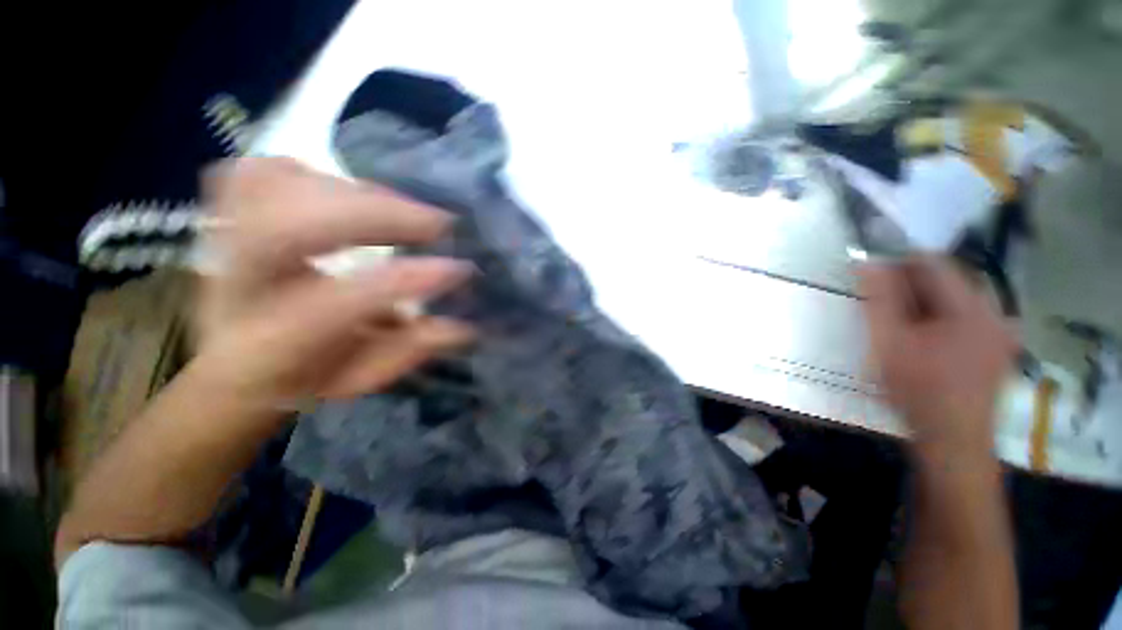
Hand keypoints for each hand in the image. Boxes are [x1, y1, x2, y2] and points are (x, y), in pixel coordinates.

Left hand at [194, 158, 474, 406]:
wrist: (237, 363)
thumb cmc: (304, 377)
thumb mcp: (361, 378)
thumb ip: (408, 351)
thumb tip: (462, 326)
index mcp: (275, 343)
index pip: (338, 303)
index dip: (403, 280)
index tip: (459, 270)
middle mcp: (240, 286)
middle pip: (288, 227)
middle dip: (376, 216)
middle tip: (438, 223)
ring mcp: (225, 240)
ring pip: (272, 187)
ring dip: (354, 193)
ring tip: (405, 210)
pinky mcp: (230, 214)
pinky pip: (260, 172)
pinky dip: (313, 173)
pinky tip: (352, 194)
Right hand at [859, 256, 1016, 453]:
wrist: (953, 440)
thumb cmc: (918, 391)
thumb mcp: (888, 343)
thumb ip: (879, 300)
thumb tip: (867, 263)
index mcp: (972, 308)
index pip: (933, 263)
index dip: (897, 265)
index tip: (872, 279)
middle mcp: (996, 311)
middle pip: (947, 280)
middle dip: (911, 288)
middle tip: (883, 309)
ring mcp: (1002, 329)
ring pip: (955, 298)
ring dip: (925, 304)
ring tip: (902, 327)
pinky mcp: (1000, 344)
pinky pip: (966, 316)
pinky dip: (941, 319)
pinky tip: (925, 340)